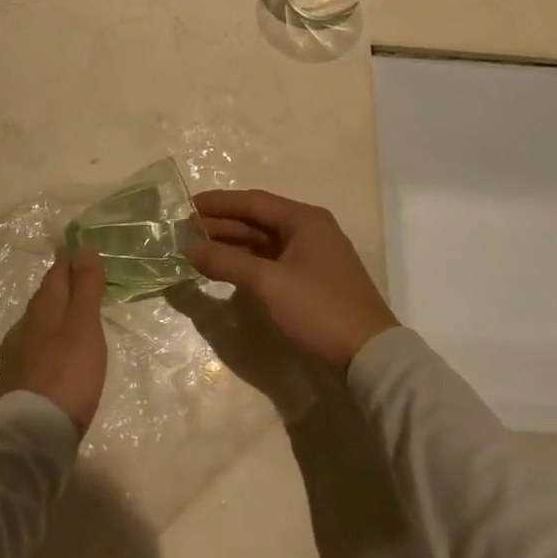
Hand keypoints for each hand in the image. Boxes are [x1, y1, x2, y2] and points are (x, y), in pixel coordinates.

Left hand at [0, 250, 108, 435]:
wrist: (32, 435)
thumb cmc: (66, 374)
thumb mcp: (84, 327)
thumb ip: (85, 288)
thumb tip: (84, 247)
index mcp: (42, 309)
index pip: (55, 274)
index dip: (67, 260)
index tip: (78, 248)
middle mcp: (24, 326)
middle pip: (44, 297)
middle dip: (60, 284)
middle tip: (77, 277)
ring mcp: (16, 355)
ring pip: (37, 322)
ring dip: (54, 312)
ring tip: (71, 314)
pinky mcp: (16, 381)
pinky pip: (34, 346)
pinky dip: (48, 339)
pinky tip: (55, 352)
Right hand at [187, 189, 397, 373]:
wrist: (369, 355)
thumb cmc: (318, 308)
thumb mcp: (268, 283)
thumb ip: (226, 261)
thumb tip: (190, 248)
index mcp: (304, 220)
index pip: (254, 202)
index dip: (220, 203)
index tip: (189, 204)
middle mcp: (310, 230)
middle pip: (259, 220)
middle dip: (222, 224)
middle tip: (187, 229)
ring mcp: (313, 256)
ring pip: (264, 242)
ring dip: (233, 245)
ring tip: (199, 249)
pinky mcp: (313, 280)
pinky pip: (273, 261)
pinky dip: (248, 262)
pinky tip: (227, 269)